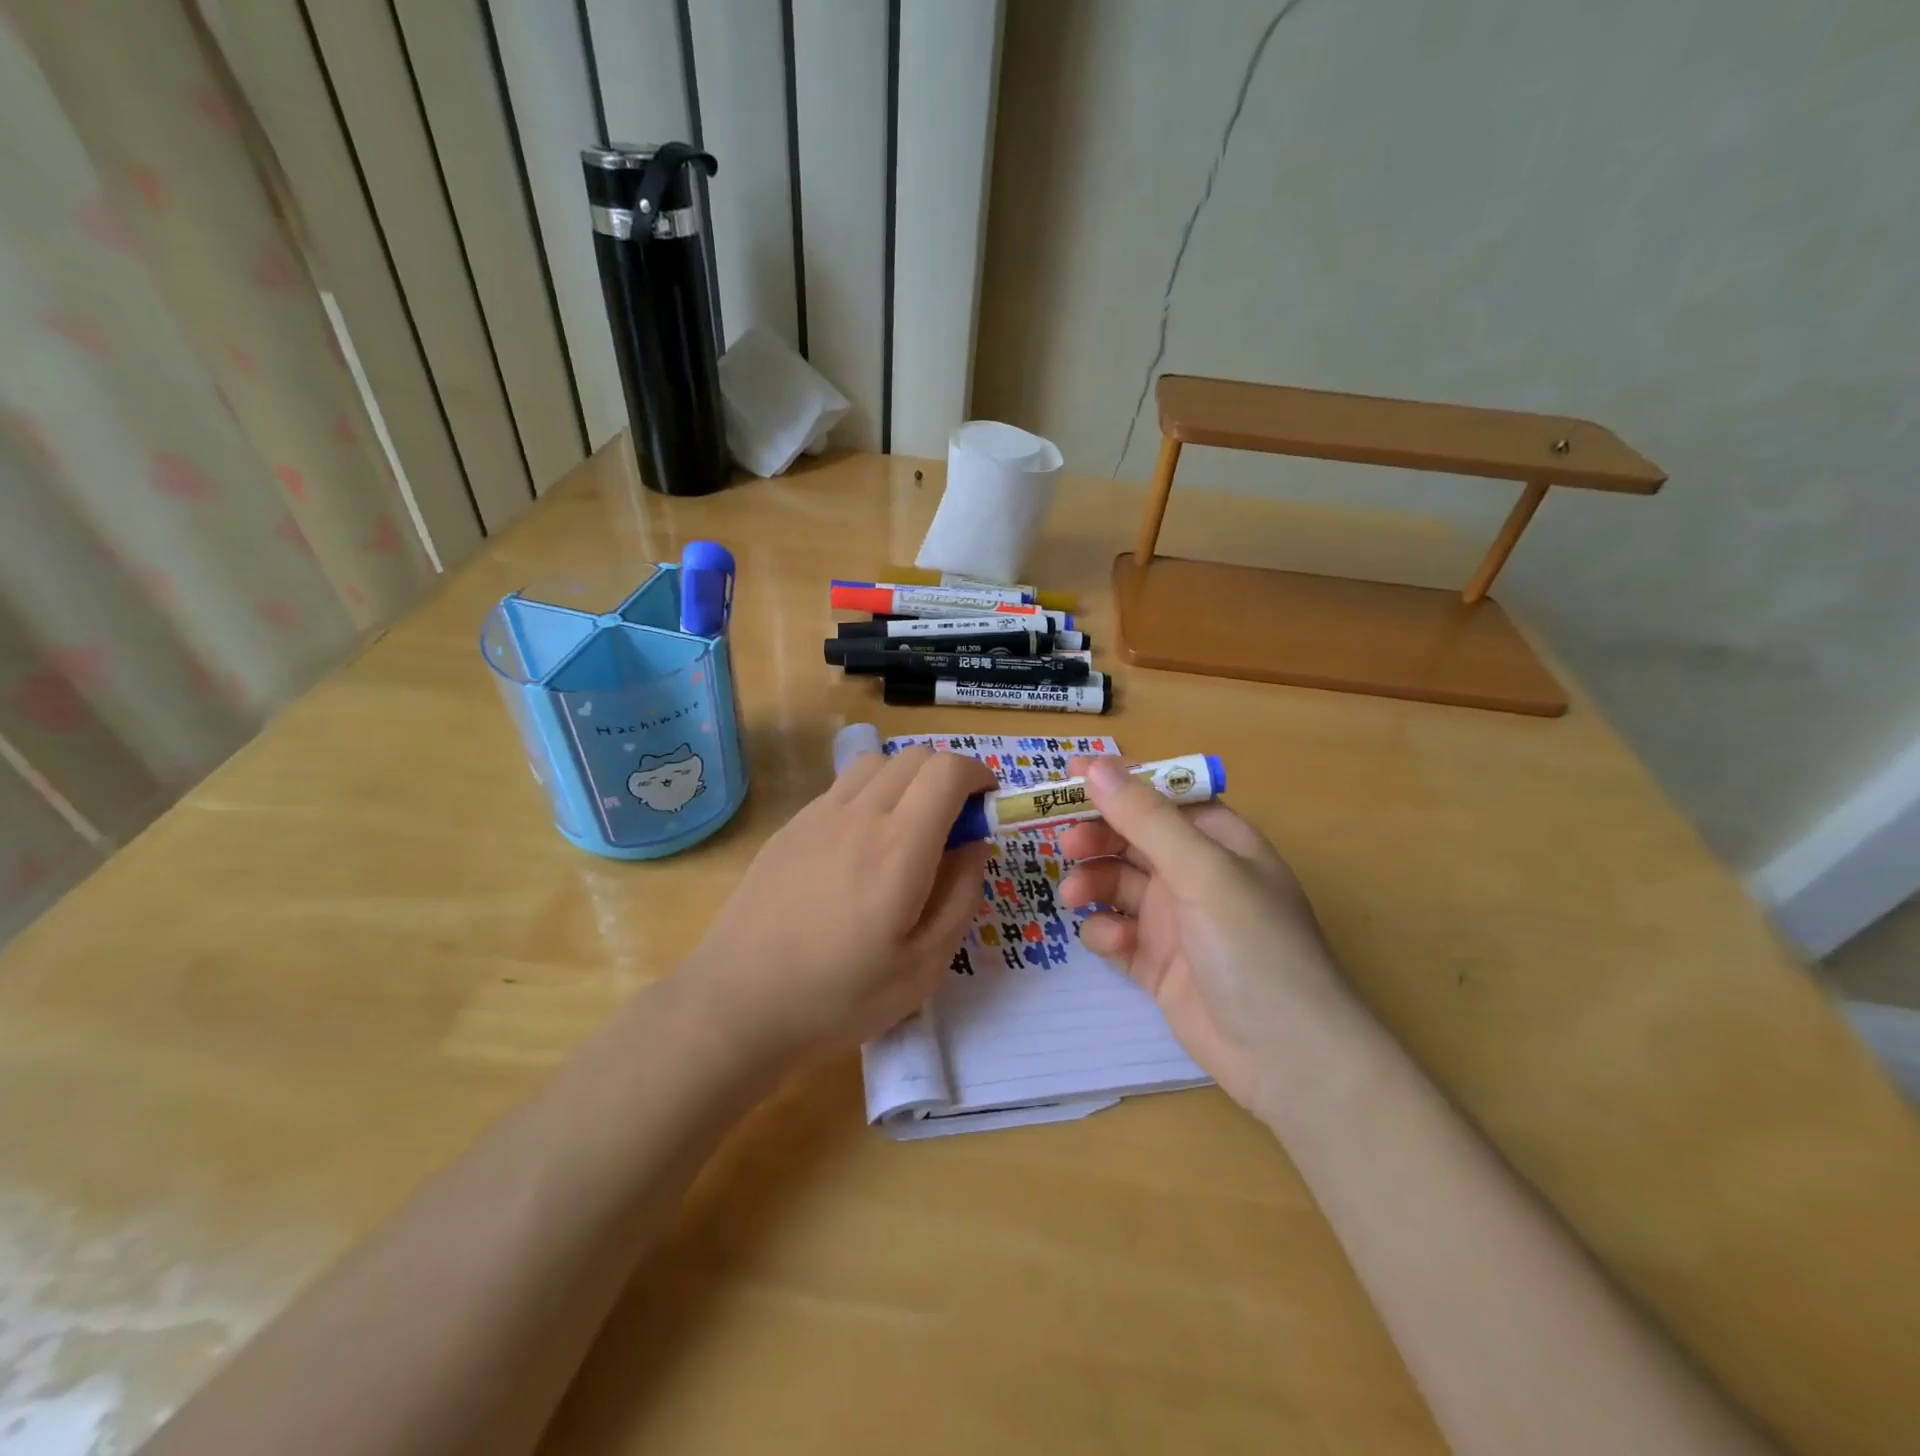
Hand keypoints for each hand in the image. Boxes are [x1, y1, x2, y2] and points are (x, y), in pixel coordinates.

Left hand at [684, 747, 994, 1063]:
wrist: (738, 1004)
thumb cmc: (840, 995)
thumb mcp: (925, 964)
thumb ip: (961, 894)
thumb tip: (974, 844)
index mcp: (899, 845)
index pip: (947, 770)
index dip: (977, 774)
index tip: (988, 802)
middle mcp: (859, 814)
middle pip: (914, 756)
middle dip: (947, 775)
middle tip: (954, 823)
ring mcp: (818, 816)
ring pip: (875, 763)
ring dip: (906, 778)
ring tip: (908, 827)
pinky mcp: (789, 828)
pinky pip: (841, 788)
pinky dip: (869, 794)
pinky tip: (860, 846)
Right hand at [1057, 756, 1347, 1115]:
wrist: (1287, 1059)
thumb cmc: (1254, 947)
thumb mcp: (1203, 872)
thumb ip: (1147, 818)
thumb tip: (1096, 766)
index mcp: (1219, 842)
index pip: (1161, 796)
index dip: (1118, 782)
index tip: (1067, 775)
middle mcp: (1196, 875)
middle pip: (1133, 839)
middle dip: (1098, 836)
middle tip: (1066, 843)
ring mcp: (1176, 921)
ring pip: (1118, 885)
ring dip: (1093, 883)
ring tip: (1074, 895)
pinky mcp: (1158, 964)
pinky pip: (1118, 933)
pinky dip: (1107, 933)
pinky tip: (1113, 944)